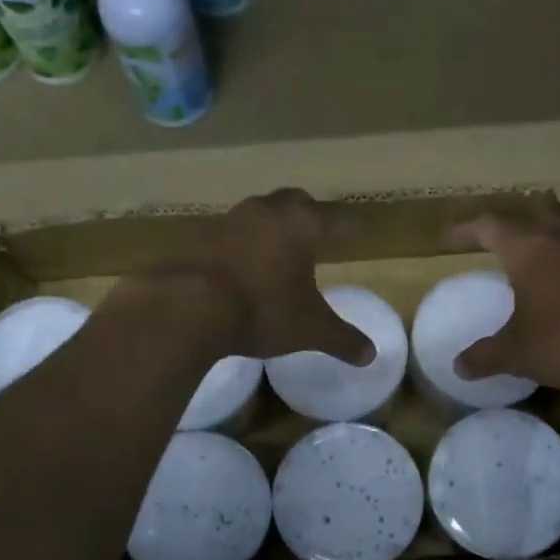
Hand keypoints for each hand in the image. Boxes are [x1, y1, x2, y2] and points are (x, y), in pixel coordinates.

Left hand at [145, 189, 373, 362]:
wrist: (188, 306)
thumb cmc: (262, 310)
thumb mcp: (309, 329)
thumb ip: (342, 339)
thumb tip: (370, 356)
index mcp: (302, 225)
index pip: (335, 221)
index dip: (347, 230)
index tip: (355, 235)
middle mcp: (267, 212)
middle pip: (295, 203)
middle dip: (307, 216)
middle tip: (314, 235)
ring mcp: (229, 219)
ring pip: (258, 214)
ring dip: (269, 228)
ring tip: (275, 251)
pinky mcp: (198, 236)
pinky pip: (227, 234)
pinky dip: (238, 246)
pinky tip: (238, 266)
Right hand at [450, 199, 559, 390]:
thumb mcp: (519, 353)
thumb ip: (487, 356)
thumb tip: (459, 366)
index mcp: (530, 249)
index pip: (489, 225)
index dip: (466, 229)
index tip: (449, 238)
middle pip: (532, 213)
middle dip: (510, 222)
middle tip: (494, 238)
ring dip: (545, 235)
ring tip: (533, 256)